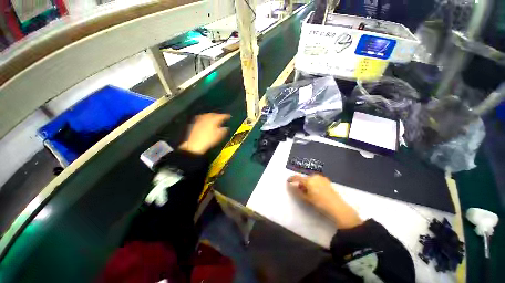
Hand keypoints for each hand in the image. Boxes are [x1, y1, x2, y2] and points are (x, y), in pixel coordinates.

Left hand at [180, 113, 230, 154]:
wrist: (195, 144)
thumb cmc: (209, 140)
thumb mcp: (219, 136)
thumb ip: (224, 130)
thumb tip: (226, 128)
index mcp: (214, 119)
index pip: (222, 116)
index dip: (227, 116)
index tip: (229, 117)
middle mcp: (207, 117)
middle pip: (214, 114)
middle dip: (218, 115)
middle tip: (222, 118)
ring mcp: (200, 119)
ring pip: (208, 115)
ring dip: (212, 116)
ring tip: (215, 119)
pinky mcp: (195, 123)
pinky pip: (202, 118)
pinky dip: (206, 118)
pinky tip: (206, 121)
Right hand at [287, 174, 362, 228]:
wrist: (337, 207)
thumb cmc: (319, 203)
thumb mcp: (306, 198)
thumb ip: (297, 191)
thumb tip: (291, 185)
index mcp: (309, 180)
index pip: (297, 178)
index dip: (291, 179)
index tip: (287, 181)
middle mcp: (314, 176)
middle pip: (304, 178)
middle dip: (301, 183)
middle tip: (301, 191)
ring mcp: (321, 178)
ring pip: (310, 179)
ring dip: (307, 183)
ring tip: (309, 192)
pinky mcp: (326, 180)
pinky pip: (316, 180)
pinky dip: (313, 183)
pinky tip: (316, 191)